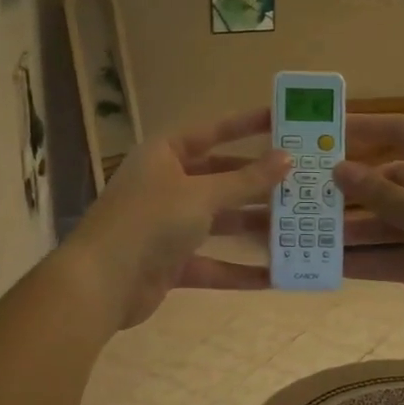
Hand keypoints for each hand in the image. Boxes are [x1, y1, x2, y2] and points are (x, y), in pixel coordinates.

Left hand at [70, 109, 290, 328]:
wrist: (102, 283)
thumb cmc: (151, 221)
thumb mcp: (202, 195)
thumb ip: (245, 180)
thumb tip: (286, 158)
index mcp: (165, 154)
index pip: (212, 132)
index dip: (246, 125)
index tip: (282, 121)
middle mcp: (166, 184)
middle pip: (220, 178)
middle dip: (258, 182)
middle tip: (301, 181)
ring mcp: (168, 225)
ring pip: (220, 221)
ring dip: (254, 225)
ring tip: (299, 226)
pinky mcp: (171, 263)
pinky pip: (213, 263)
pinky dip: (239, 269)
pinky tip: (276, 275)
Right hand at [333, 115, 403, 343]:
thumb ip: (378, 193)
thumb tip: (339, 168)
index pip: (401, 131)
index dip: (363, 128)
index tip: (324, 133)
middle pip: (390, 182)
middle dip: (352, 193)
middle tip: (309, 198)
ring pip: (391, 222)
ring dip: (357, 231)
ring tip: (312, 236)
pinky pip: (399, 253)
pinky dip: (373, 259)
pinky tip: (336, 267)